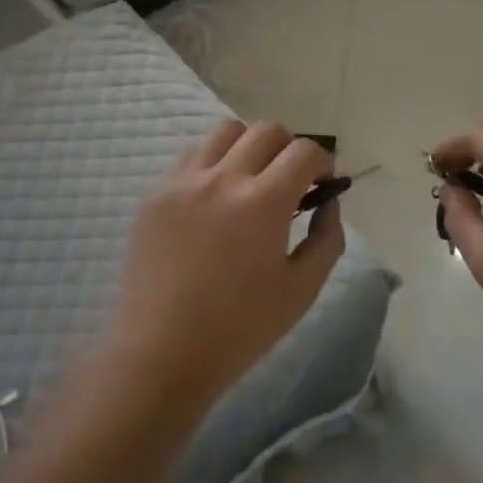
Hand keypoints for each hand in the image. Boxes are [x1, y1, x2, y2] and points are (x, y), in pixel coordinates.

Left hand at [113, 121, 344, 403]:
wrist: (163, 352)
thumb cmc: (241, 328)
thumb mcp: (303, 289)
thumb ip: (327, 237)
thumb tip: (327, 202)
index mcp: (264, 202)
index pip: (304, 151)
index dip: (323, 163)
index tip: (321, 185)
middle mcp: (222, 178)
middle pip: (266, 130)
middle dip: (289, 149)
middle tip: (290, 181)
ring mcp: (183, 181)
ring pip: (225, 132)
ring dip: (249, 146)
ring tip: (250, 179)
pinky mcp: (155, 194)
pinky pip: (191, 156)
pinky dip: (213, 162)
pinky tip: (214, 196)